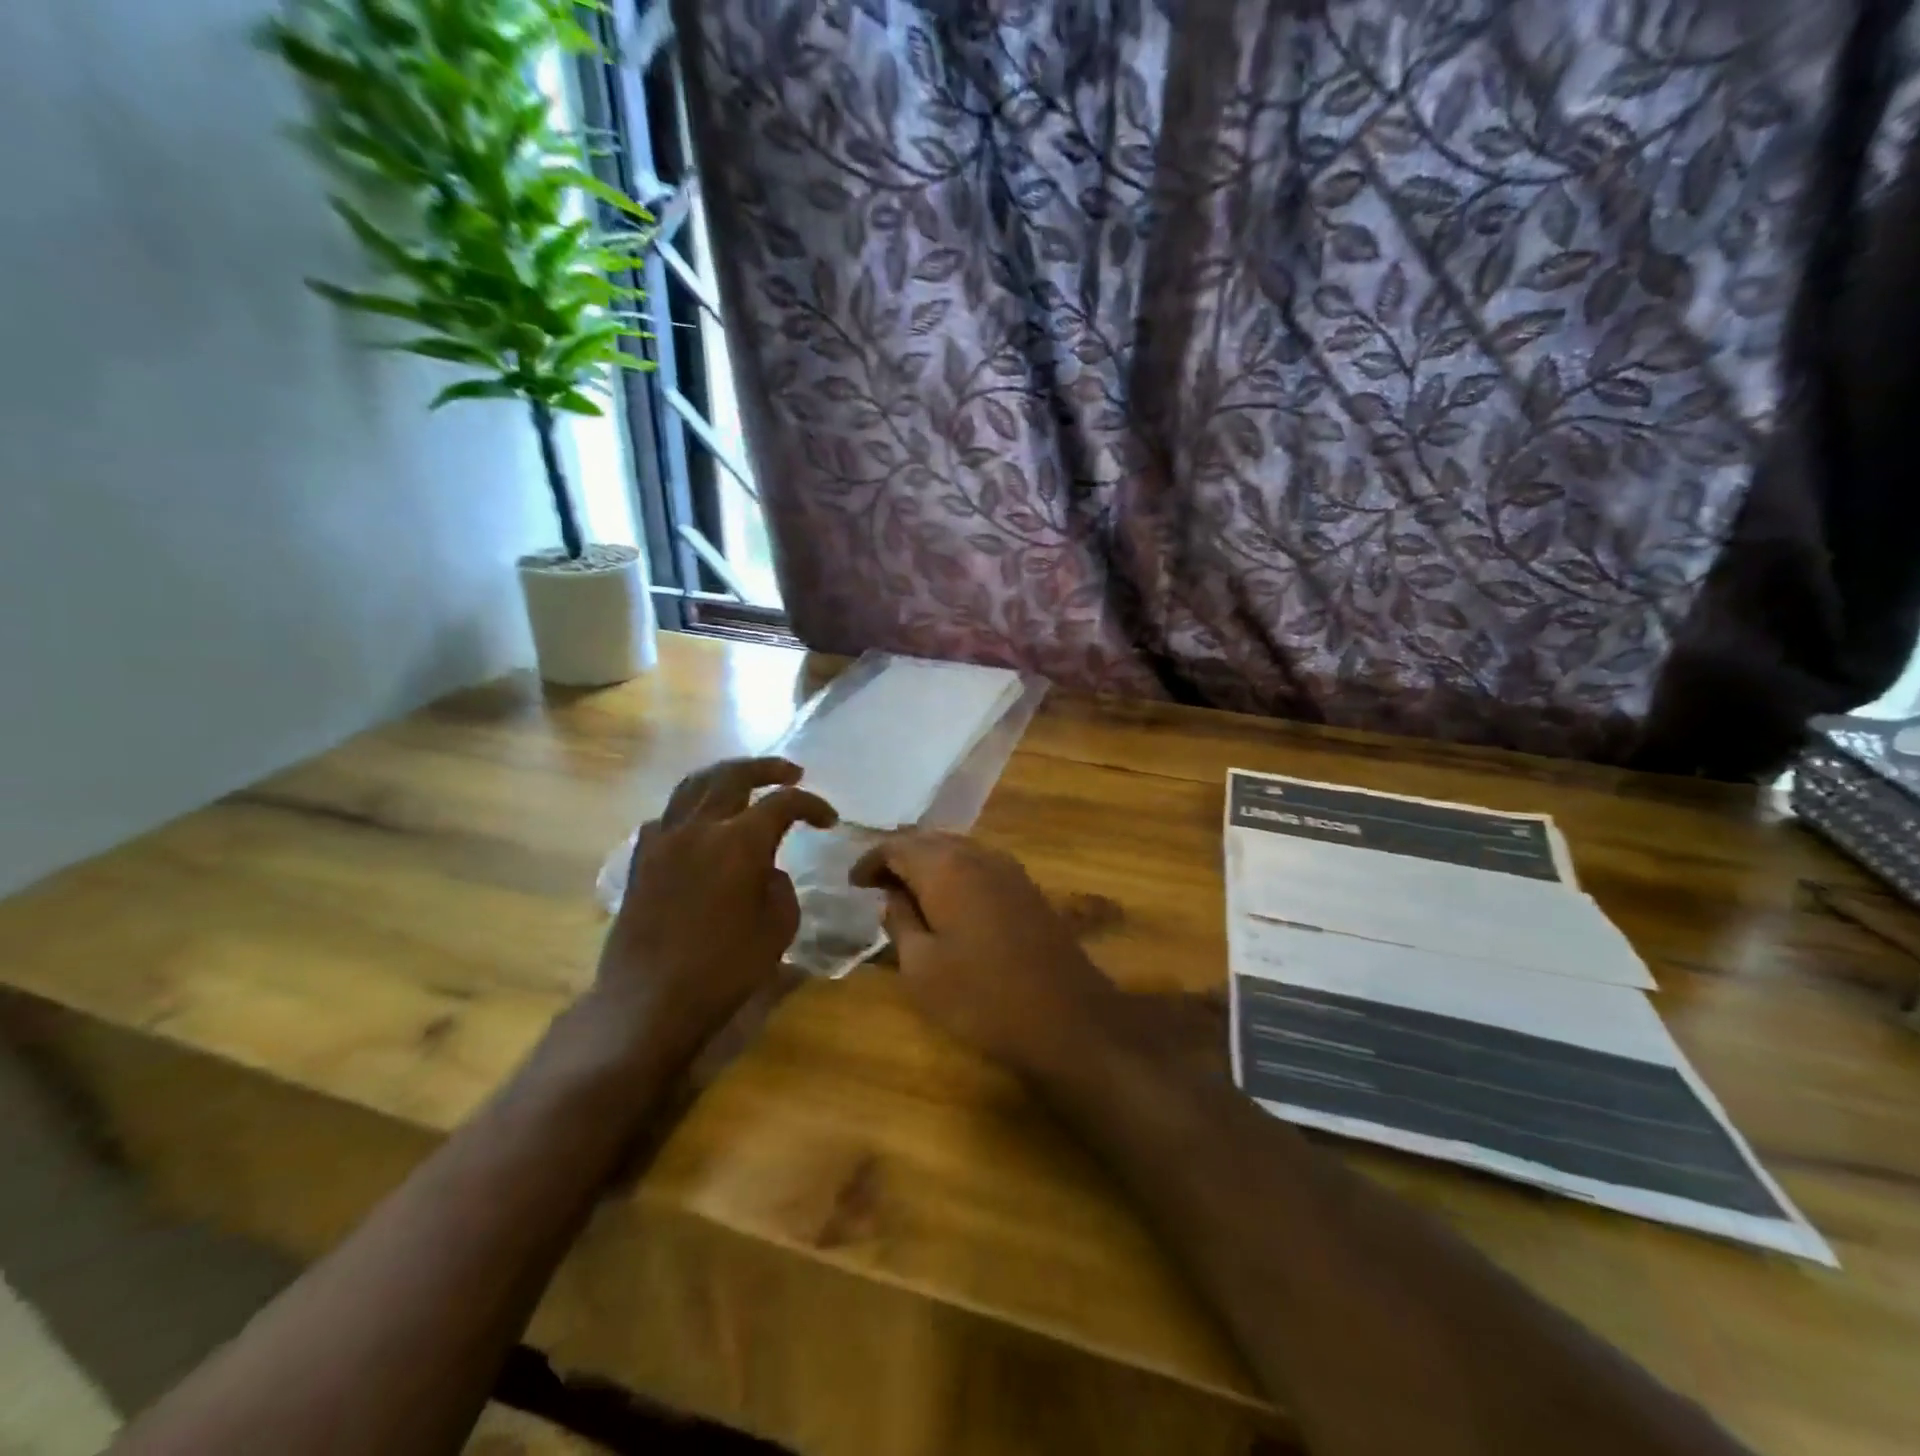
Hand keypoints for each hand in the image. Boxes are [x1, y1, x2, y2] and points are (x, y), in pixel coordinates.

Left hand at [593, 758, 834, 1068]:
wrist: (649, 1002)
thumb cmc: (723, 969)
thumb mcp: (777, 928)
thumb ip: (780, 886)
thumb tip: (767, 870)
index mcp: (739, 842)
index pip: (783, 803)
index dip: (811, 805)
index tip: (829, 819)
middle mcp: (700, 828)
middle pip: (734, 776)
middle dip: (767, 768)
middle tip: (792, 773)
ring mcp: (664, 840)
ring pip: (694, 785)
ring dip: (725, 776)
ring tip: (745, 781)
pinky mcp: (641, 859)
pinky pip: (668, 815)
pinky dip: (691, 807)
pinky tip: (701, 823)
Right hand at [849, 831, 1117, 1073]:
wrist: (1067, 1016)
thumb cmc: (982, 997)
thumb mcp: (921, 968)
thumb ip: (900, 922)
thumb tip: (892, 896)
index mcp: (946, 867)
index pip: (896, 845)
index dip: (870, 861)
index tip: (852, 884)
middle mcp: (978, 854)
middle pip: (928, 840)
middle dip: (898, 857)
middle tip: (876, 885)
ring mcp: (1008, 868)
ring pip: (956, 850)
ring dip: (928, 864)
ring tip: (907, 892)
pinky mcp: (1027, 887)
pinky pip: (979, 865)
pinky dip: (954, 874)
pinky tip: (948, 901)